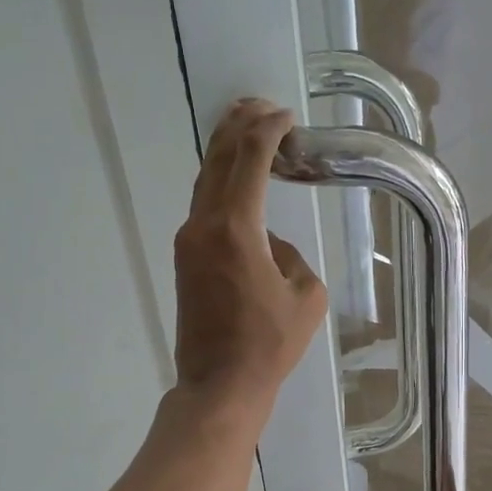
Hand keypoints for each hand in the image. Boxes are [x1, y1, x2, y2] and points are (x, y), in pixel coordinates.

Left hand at [173, 99, 327, 418]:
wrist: (219, 384)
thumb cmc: (269, 345)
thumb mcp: (306, 296)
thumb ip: (291, 255)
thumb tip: (269, 244)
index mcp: (236, 228)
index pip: (251, 159)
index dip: (269, 130)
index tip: (286, 116)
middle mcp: (204, 225)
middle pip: (218, 159)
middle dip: (239, 126)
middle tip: (261, 106)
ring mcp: (188, 242)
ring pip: (205, 180)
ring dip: (225, 152)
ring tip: (246, 129)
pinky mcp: (185, 259)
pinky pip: (203, 206)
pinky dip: (221, 183)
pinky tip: (237, 181)